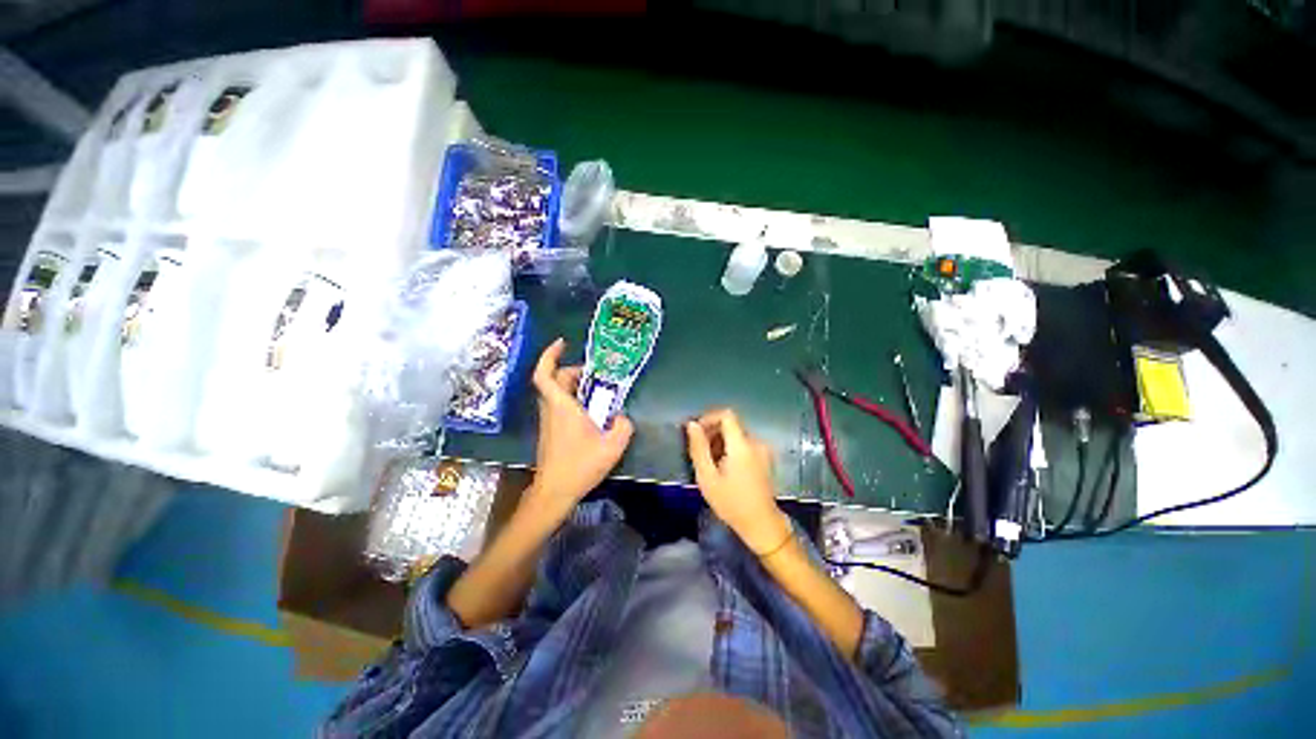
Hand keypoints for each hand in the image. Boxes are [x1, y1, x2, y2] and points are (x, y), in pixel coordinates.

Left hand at [528, 338, 633, 512]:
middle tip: (594, 373)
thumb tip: (621, 417)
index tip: (562, 343)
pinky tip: (591, 411)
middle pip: (554, 380)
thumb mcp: (612, 446)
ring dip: (573, 385)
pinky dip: (572, 399)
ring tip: (596, 390)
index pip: (545, 374)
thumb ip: (623, 426)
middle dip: (572, 370)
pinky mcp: (550, 431)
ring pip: (556, 393)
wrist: (555, 492)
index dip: (550, 355)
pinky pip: (559, 405)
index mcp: (562, 407)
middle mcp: (551, 409)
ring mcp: (548, 421)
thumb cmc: (580, 466)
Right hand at [686, 409, 790, 554]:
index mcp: (741, 444)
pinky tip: (723, 468)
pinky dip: (731, 449)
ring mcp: (762, 450)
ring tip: (710, 463)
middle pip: (731, 425)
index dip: (709, 418)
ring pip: (736, 435)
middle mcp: (755, 442)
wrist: (761, 524)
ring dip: (720, 442)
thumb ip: (698, 448)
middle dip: (712, 433)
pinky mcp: (765, 458)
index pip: (726, 415)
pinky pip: (744, 444)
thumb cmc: (731, 502)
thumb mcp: (707, 477)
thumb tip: (692, 424)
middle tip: (699, 452)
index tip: (696, 433)